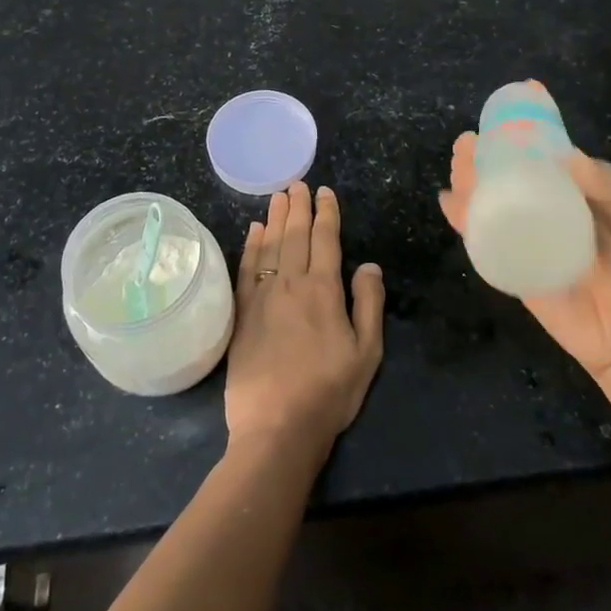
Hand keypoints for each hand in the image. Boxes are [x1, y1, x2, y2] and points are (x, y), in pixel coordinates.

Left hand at [226, 182, 384, 454]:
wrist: (276, 426)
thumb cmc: (329, 392)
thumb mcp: (367, 353)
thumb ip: (368, 304)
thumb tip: (369, 264)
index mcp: (323, 290)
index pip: (325, 240)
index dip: (326, 213)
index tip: (325, 192)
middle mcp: (290, 283)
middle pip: (294, 235)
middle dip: (298, 207)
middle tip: (297, 184)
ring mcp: (262, 296)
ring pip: (269, 245)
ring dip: (274, 218)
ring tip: (277, 196)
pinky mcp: (241, 313)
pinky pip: (246, 268)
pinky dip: (250, 245)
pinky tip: (253, 230)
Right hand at [439, 133, 610, 381]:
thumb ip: (607, 187)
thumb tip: (565, 154)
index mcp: (572, 192)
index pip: (542, 155)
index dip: (523, 132)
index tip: (508, 108)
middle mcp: (542, 208)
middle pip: (505, 175)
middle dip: (483, 155)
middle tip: (468, 143)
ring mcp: (523, 236)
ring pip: (487, 201)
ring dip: (467, 179)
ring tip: (459, 164)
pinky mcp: (508, 264)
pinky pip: (480, 238)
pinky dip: (461, 218)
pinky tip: (449, 202)